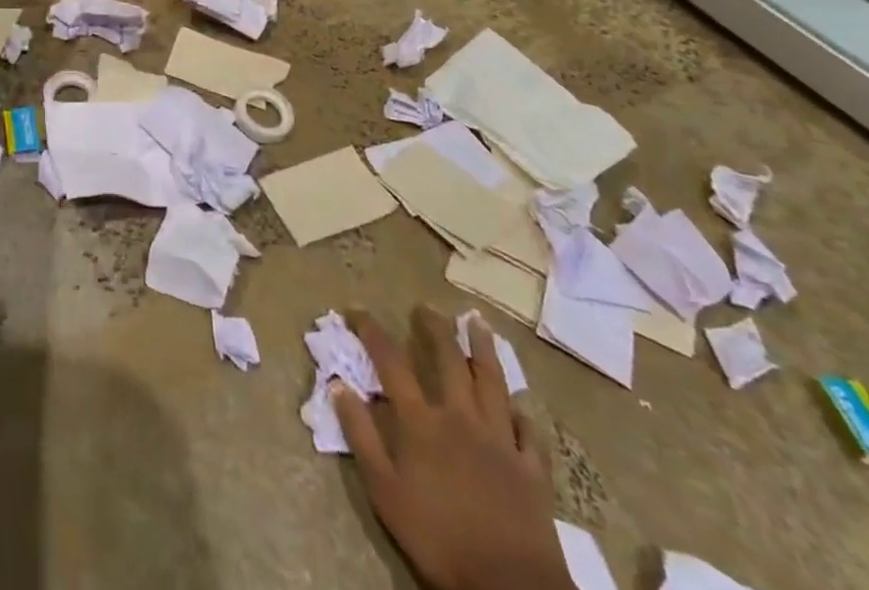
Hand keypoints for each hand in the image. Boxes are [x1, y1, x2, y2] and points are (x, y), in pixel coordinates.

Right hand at [333, 307, 570, 589]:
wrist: (508, 586)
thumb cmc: (438, 538)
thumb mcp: (384, 491)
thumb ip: (360, 435)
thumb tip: (338, 384)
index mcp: (422, 421)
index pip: (391, 362)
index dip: (371, 331)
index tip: (355, 310)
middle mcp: (460, 417)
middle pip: (447, 359)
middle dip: (434, 328)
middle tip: (425, 306)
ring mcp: (500, 439)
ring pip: (492, 382)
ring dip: (483, 349)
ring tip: (478, 323)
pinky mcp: (531, 468)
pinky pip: (527, 431)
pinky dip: (521, 413)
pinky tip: (518, 405)